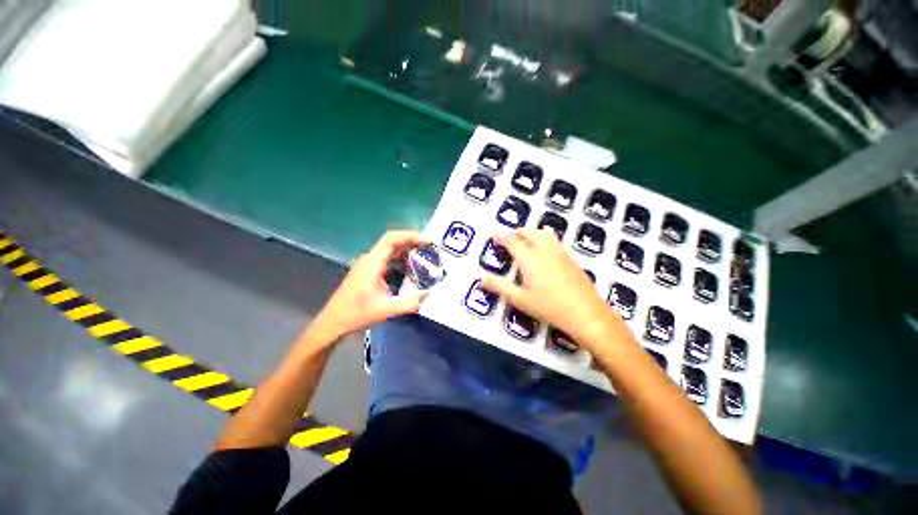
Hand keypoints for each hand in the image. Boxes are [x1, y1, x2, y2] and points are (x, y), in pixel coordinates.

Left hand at [310, 230, 428, 342]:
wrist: (334, 322)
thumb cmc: (357, 314)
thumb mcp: (386, 309)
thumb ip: (410, 302)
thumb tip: (430, 293)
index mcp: (372, 263)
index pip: (391, 239)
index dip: (411, 236)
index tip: (427, 241)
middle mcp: (370, 259)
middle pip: (393, 242)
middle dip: (413, 242)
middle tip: (431, 248)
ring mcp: (368, 265)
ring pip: (391, 251)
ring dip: (408, 251)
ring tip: (425, 256)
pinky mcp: (369, 271)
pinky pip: (388, 260)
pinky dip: (401, 260)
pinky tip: (412, 269)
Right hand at [481, 228, 614, 342]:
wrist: (585, 313)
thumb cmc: (549, 307)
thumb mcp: (519, 299)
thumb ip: (499, 286)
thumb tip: (481, 278)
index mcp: (530, 258)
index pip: (512, 241)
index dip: (502, 237)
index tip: (494, 235)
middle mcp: (545, 250)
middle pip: (529, 232)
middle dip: (517, 232)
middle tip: (509, 238)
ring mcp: (560, 252)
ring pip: (544, 234)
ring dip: (531, 232)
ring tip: (525, 239)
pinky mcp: (570, 258)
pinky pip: (554, 241)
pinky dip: (544, 239)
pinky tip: (544, 251)